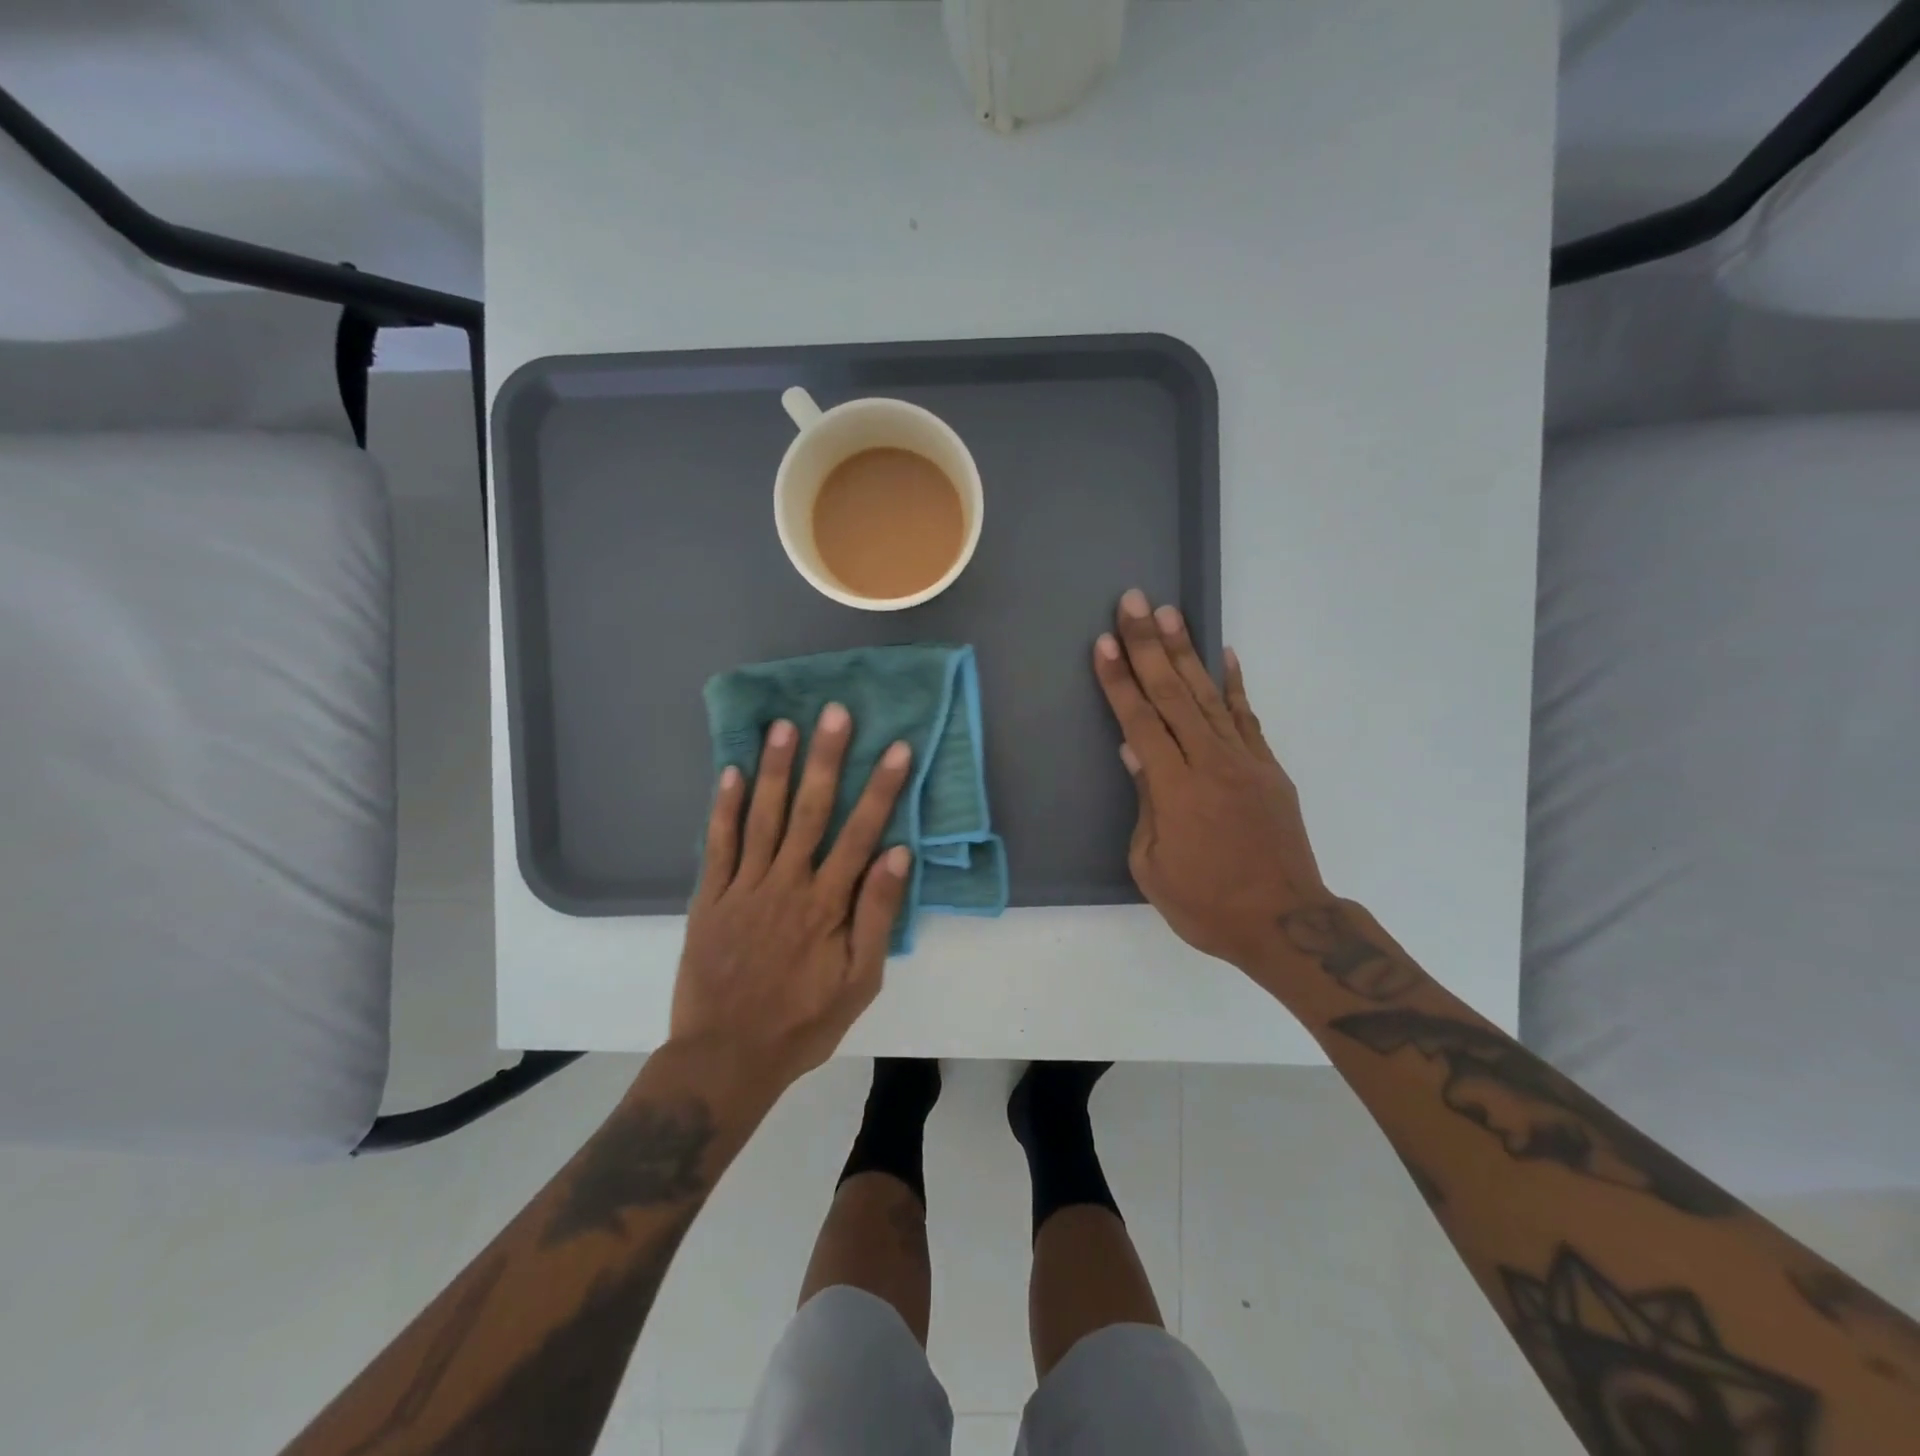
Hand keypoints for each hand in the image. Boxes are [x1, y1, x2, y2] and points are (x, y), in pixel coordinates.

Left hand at [671, 706, 912, 1092]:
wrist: (725, 1058)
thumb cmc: (803, 1022)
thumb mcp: (859, 982)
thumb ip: (877, 915)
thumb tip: (897, 854)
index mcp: (827, 904)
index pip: (861, 833)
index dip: (882, 789)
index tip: (897, 748)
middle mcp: (786, 884)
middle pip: (810, 811)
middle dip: (826, 759)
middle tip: (835, 713)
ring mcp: (743, 888)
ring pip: (762, 817)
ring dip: (774, 769)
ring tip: (784, 725)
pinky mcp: (710, 898)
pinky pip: (717, 844)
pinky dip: (723, 807)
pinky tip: (730, 771)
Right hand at [1092, 589, 1327, 968]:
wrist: (1284, 923)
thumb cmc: (1206, 904)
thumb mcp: (1152, 866)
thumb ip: (1146, 803)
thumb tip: (1135, 752)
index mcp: (1175, 789)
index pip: (1140, 721)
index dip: (1120, 680)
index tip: (1105, 642)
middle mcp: (1211, 763)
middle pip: (1174, 694)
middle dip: (1149, 646)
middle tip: (1133, 602)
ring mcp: (1246, 761)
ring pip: (1210, 695)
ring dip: (1187, 652)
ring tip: (1170, 613)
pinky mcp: (1269, 768)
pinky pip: (1248, 717)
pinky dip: (1236, 684)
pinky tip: (1226, 655)